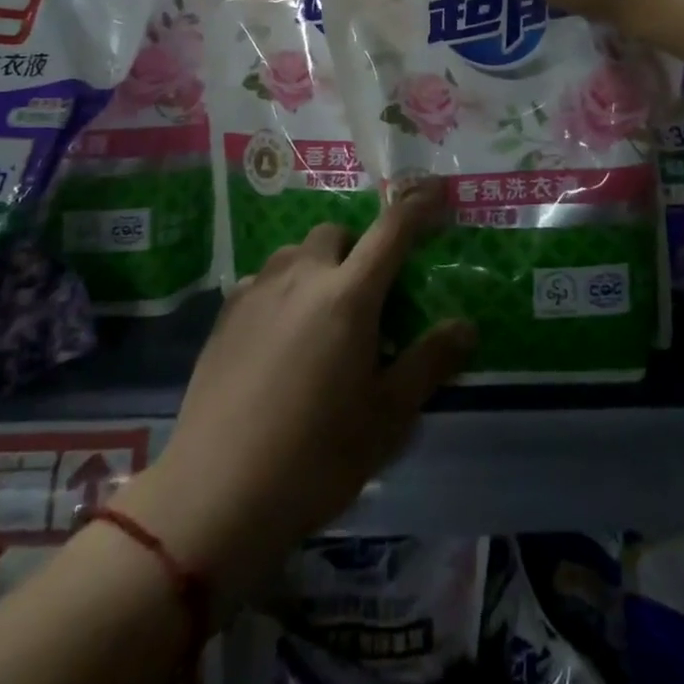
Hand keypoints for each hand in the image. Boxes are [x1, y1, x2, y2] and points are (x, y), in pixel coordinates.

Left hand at [115, 183, 474, 608]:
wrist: (216, 495)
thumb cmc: (316, 457)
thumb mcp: (387, 417)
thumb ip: (429, 363)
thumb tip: (466, 325)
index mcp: (348, 297)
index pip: (392, 231)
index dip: (418, 205)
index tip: (437, 189)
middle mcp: (301, 278)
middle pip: (336, 233)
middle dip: (358, 246)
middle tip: (369, 293)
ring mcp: (257, 292)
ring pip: (295, 252)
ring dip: (317, 265)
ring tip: (323, 312)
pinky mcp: (225, 315)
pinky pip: (263, 279)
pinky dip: (282, 288)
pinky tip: (280, 334)